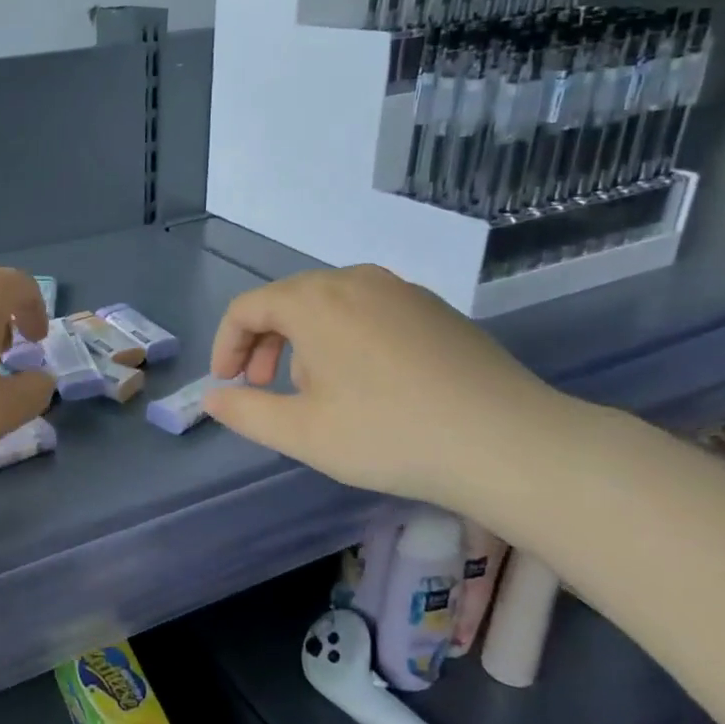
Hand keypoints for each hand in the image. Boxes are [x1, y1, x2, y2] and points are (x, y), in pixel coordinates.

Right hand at [203, 266, 573, 511]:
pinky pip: (368, 311)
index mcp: (314, 300)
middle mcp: (354, 280)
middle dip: (264, 343)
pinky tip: (365, 383)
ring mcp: (400, 290)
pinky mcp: (434, 309)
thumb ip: (246, 412)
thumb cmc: (390, 435)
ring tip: (314, 391)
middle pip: (287, 301)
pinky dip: (345, 338)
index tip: (228, 383)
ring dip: (303, 342)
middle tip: (263, 388)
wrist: (510, 443)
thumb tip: (214, 398)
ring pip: (329, 305)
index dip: (227, 344)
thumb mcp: (303, 433)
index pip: (247, 308)